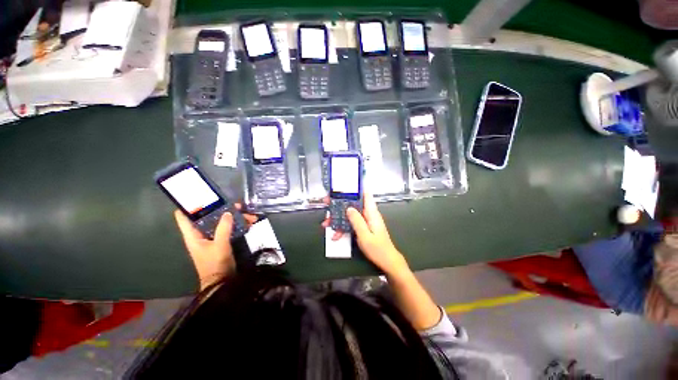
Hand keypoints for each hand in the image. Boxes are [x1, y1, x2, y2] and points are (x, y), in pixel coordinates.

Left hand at [174, 205, 257, 290]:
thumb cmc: (215, 264)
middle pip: (208, 216)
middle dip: (222, 209)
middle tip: (237, 205)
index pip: (184, 216)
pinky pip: (229, 228)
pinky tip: (249, 223)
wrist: (222, 281)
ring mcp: (212, 237)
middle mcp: (201, 234)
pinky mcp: (222, 240)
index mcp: (193, 235)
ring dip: (235, 217)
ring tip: (250, 215)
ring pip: (222, 221)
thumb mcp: (219, 245)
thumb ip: (223, 228)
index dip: (188, 205)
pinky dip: (238, 224)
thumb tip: (228, 213)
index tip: (198, 195)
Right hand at [322, 193, 409, 276]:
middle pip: (353, 204)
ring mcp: (366, 221)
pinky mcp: (364, 227)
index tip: (343, 186)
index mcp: (371, 213)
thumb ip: (357, 221)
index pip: (366, 194)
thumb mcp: (365, 235)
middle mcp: (369, 214)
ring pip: (350, 214)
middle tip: (327, 204)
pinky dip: (343, 227)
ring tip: (327, 223)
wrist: (387, 261)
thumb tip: (348, 208)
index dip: (356, 188)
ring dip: (339, 218)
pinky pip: (352, 223)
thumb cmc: (378, 249)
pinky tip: (336, 234)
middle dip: (340, 204)